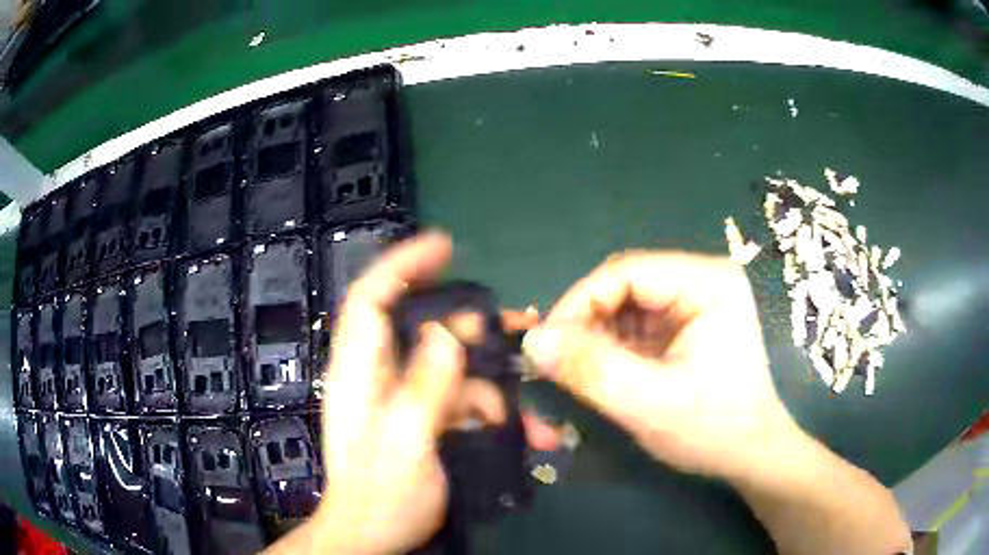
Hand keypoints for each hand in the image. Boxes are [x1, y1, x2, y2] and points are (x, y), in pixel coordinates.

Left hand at [275, 232, 557, 554]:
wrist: (373, 539)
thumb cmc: (380, 497)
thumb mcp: (405, 441)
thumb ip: (426, 385)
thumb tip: (453, 331)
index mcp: (359, 372)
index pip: (371, 299)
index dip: (402, 264)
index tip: (444, 246)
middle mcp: (379, 377)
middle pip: (422, 329)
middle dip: (472, 328)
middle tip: (519, 326)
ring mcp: (402, 401)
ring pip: (451, 371)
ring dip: (494, 384)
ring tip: (534, 411)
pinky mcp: (421, 422)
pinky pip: (460, 403)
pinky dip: (492, 413)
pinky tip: (524, 435)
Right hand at [523, 251, 799, 479]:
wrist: (754, 456)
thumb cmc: (716, 429)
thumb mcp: (651, 404)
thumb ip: (591, 370)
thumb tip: (533, 341)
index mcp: (707, 282)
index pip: (626, 272)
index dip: (578, 304)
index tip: (546, 346)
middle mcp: (702, 281)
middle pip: (624, 287)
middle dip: (585, 325)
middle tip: (555, 365)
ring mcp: (695, 304)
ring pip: (626, 308)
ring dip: (595, 340)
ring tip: (575, 376)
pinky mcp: (686, 328)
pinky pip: (636, 328)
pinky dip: (611, 351)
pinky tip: (601, 376)